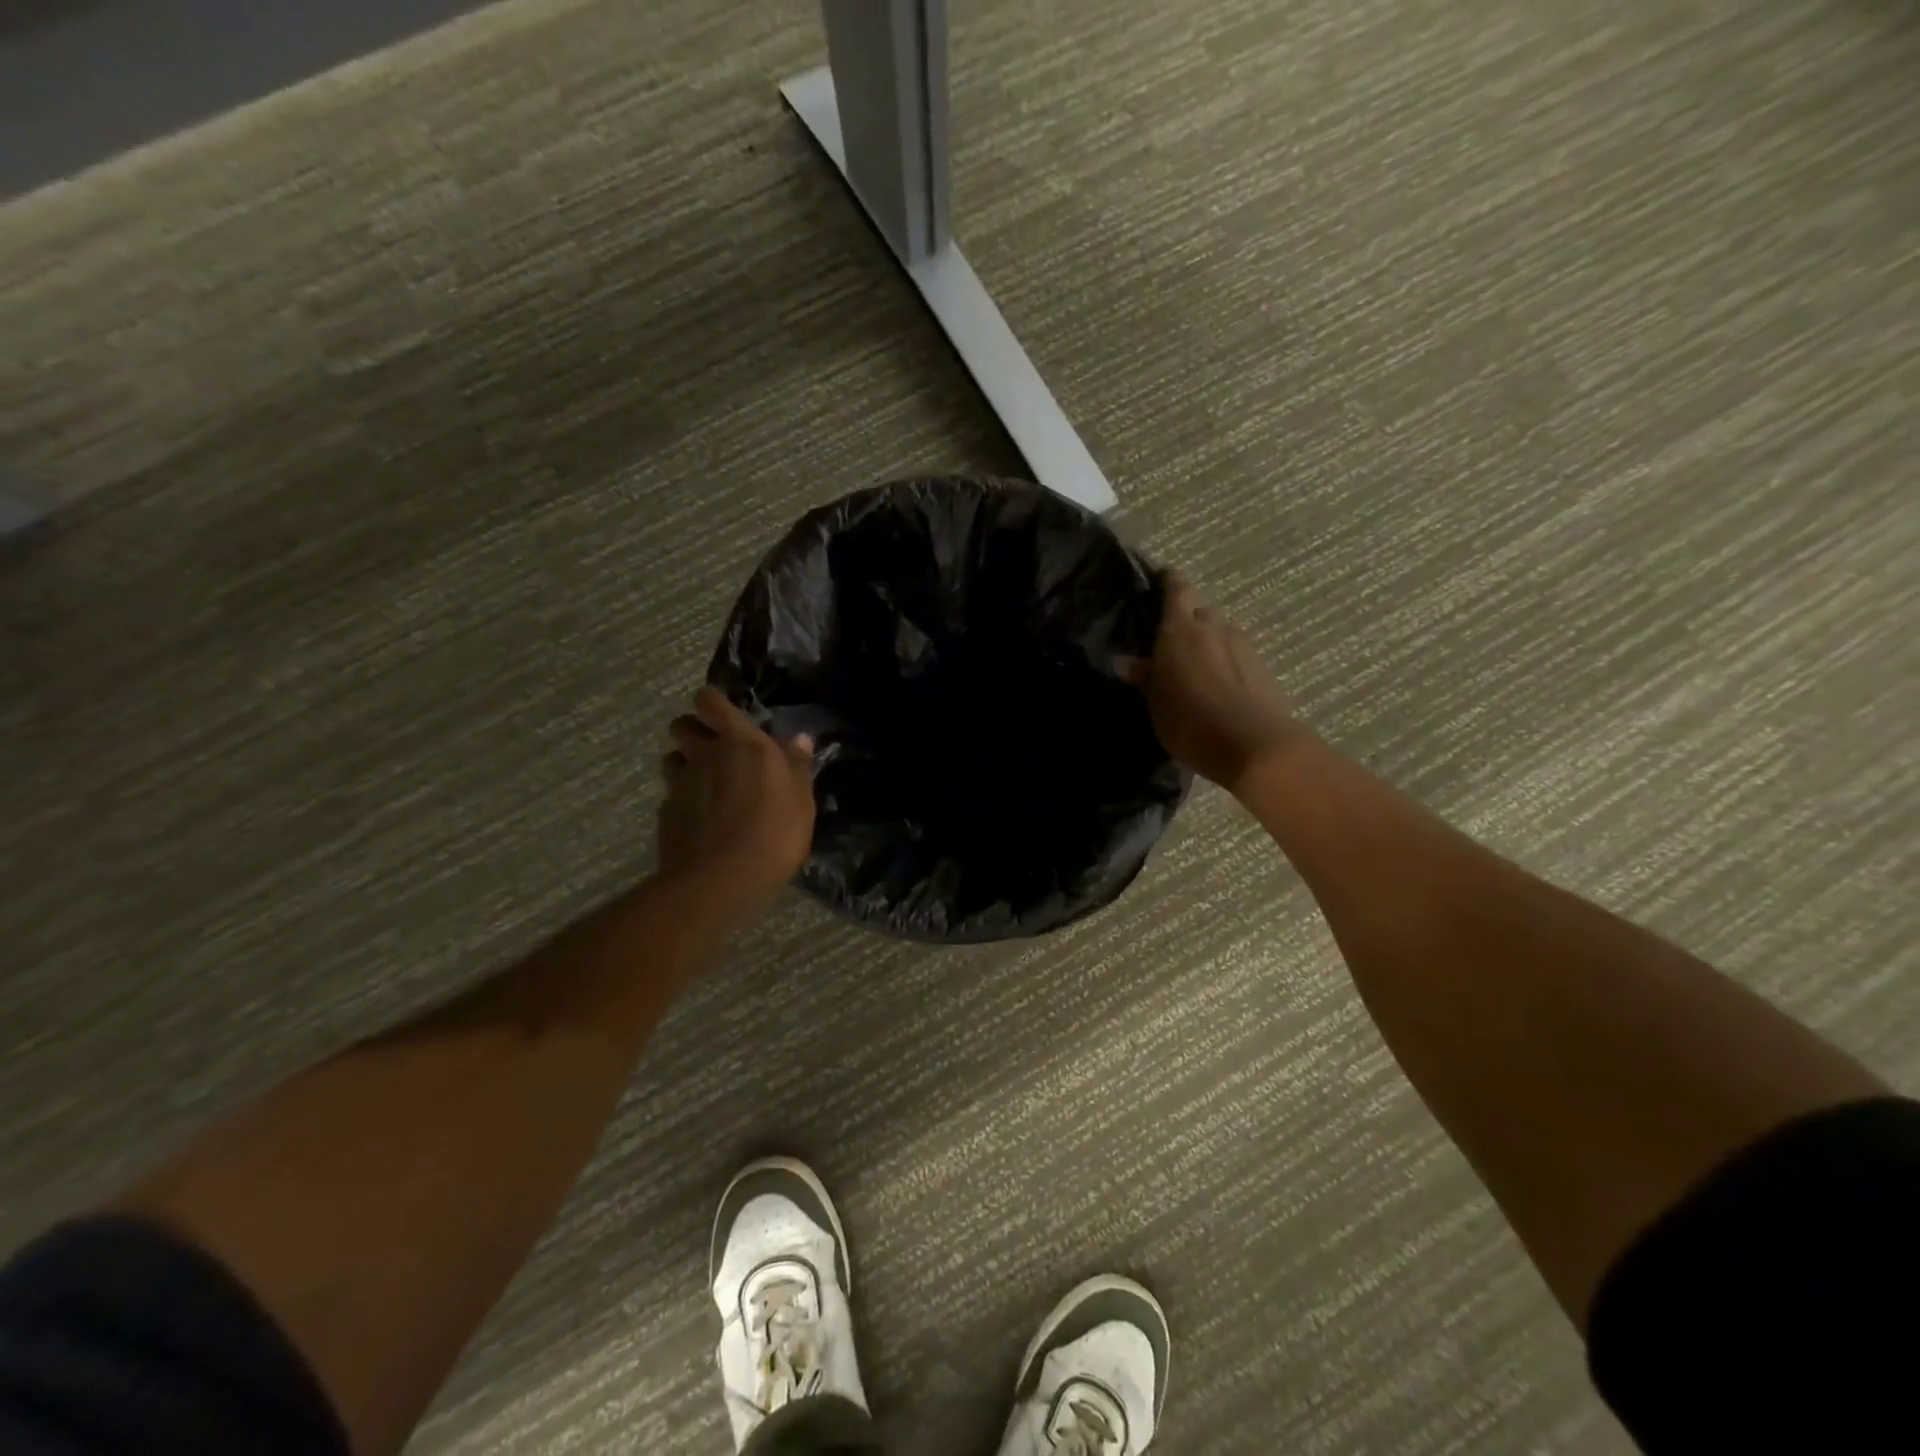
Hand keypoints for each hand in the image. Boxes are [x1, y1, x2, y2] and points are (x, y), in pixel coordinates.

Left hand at [657, 687, 815, 913]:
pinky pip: (671, 796)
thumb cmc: (772, 834)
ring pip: (672, 758)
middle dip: (694, 730)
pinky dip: (682, 801)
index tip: (724, 715)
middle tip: (715, 748)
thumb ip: (797, 767)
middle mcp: (705, 755)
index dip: (713, 703)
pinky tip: (699, 820)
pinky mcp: (665, 814)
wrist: (718, 881)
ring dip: (685, 764)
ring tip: (706, 784)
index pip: (710, 702)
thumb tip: (800, 739)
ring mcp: (680, 784)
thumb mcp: (801, 802)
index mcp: (741, 743)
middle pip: (682, 725)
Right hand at [1122, 571, 1302, 793]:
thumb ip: (1144, 677)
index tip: (1157, 583)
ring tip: (1193, 666)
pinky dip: (1224, 661)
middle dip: (1186, 618)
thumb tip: (1126, 660)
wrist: (1255, 746)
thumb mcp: (1156, 703)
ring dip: (1207, 642)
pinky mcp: (1261, 667)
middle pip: (1199, 609)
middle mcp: (1213, 627)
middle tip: (1169, 639)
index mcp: (1181, 629)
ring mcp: (1242, 645)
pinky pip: (1235, 654)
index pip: (1176, 588)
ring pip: (1220, 632)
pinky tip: (1216, 684)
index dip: (1167, 582)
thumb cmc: (1191, 722)